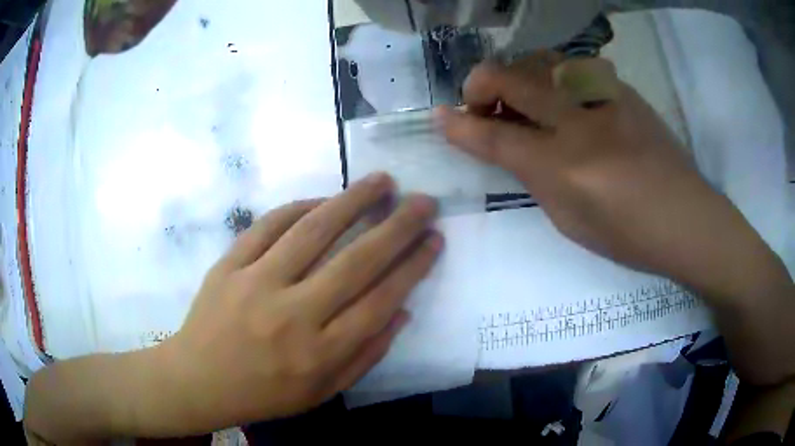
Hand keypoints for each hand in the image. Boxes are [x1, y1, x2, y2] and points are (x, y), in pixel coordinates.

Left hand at [161, 174, 441, 430]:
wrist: (199, 380)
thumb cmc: (264, 393)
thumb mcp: (323, 392)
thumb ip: (367, 355)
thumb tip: (403, 310)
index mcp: (319, 353)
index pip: (380, 301)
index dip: (413, 266)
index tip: (434, 239)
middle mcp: (292, 315)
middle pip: (356, 261)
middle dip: (398, 226)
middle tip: (423, 201)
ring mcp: (256, 284)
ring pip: (313, 231)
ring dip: (353, 200)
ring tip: (382, 181)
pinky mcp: (228, 265)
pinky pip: (268, 225)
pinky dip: (300, 207)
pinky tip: (322, 200)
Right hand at [438, 53, 794, 384]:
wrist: (687, 218)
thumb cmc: (628, 234)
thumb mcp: (569, 218)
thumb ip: (532, 176)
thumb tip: (505, 146)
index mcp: (565, 167)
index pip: (496, 137)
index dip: (460, 126)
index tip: (439, 117)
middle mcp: (581, 121)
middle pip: (511, 78)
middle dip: (481, 85)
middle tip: (481, 105)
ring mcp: (604, 97)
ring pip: (540, 60)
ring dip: (517, 75)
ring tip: (521, 98)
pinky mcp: (622, 89)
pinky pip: (572, 65)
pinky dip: (552, 75)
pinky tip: (561, 97)